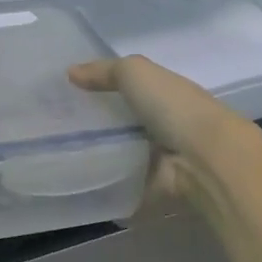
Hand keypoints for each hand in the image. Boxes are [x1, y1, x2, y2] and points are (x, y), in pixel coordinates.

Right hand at [67, 55, 240, 202]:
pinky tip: (78, 187)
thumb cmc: (173, 107)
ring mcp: (161, 160)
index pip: (130, 89)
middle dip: (96, 127)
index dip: (102, 90)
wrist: (205, 159)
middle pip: (124, 124)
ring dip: (100, 159)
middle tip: (56, 129)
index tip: (68, 96)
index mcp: (164, 94)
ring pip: (122, 156)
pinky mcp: (154, 190)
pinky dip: (107, 190)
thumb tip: (70, 71)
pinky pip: (124, 188)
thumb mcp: (135, 73)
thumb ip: (104, 71)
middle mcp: (164, 125)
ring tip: (58, 159)